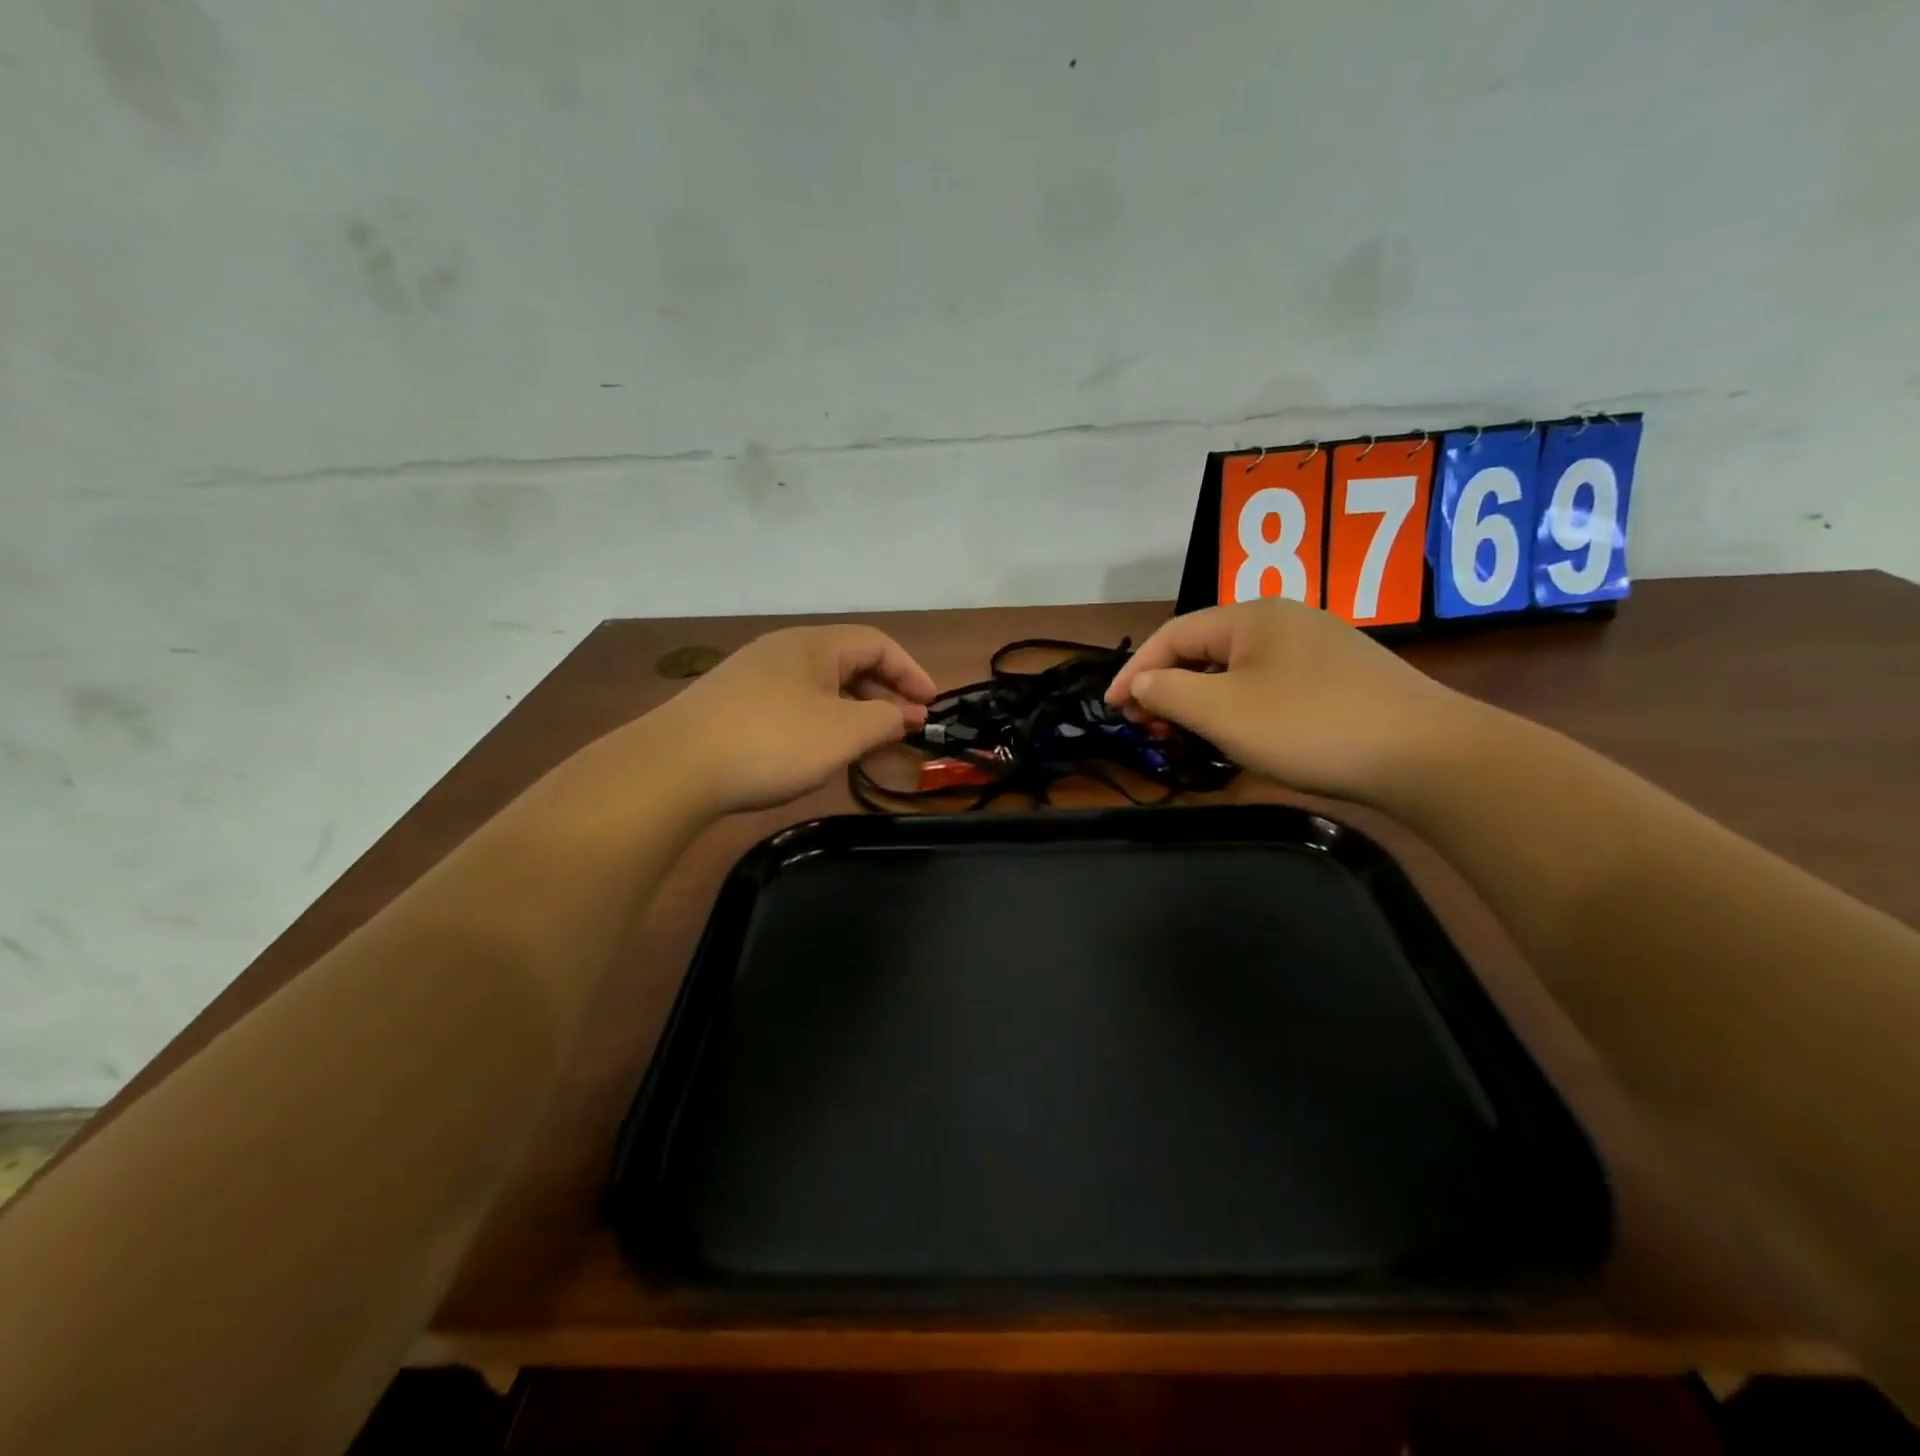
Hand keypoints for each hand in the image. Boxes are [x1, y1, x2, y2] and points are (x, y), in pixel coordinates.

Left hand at [650, 625, 935, 814]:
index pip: (877, 643)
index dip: (911, 671)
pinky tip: (819, 750)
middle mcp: (783, 649)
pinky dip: (821, 720)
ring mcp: (753, 675)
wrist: (674, 767)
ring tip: (867, 743)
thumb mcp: (843, 733)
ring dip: (853, 709)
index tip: (930, 705)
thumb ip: (884, 720)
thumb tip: (901, 714)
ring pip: (820, 684)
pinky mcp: (731, 703)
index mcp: (814, 644)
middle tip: (904, 727)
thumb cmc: (772, 742)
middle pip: (848, 661)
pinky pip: (793, 702)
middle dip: (884, 693)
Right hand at [1104, 598, 1477, 803]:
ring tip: (1186, 737)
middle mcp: (1283, 620)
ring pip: (1237, 670)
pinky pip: (1269, 684)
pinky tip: (1240, 734)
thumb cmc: (1309, 726)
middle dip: (1167, 689)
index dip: (1133, 672)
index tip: (1110, 710)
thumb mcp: (1222, 712)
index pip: (1172, 635)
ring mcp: (1317, 647)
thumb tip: (1141, 684)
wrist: (1428, 755)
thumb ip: (1168, 693)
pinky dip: (1238, 707)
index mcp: (1251, 616)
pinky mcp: (1341, 677)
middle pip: (1204, 650)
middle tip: (1148, 729)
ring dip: (1201, 701)